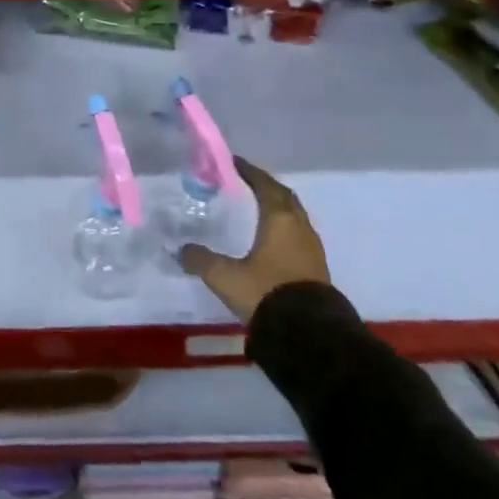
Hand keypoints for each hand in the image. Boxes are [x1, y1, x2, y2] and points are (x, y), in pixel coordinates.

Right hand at [179, 158, 330, 322]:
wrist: (309, 336)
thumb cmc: (266, 293)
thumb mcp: (226, 277)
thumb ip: (202, 260)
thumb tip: (180, 250)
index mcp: (279, 220)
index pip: (265, 185)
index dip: (250, 172)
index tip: (235, 162)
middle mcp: (299, 227)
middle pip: (284, 196)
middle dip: (266, 186)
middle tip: (247, 181)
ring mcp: (312, 248)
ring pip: (295, 216)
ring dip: (279, 207)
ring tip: (259, 208)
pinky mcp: (317, 268)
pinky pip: (300, 235)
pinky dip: (285, 227)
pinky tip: (273, 239)